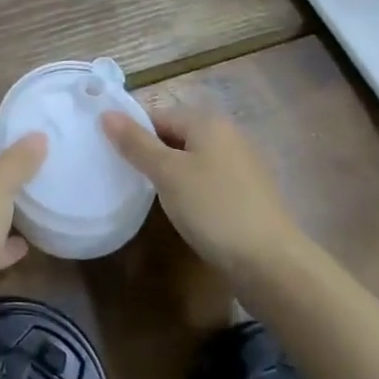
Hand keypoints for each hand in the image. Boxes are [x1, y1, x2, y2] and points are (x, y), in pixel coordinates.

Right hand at [102, 104, 298, 278]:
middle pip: (176, 136)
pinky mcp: (249, 195)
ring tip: (149, 197)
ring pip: (193, 160)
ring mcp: (242, 166)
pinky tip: (182, 212)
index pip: (158, 115)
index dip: (133, 133)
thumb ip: (136, 143)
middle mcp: (228, 136)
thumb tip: (106, 113)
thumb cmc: (214, 209)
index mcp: (208, 122)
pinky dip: (191, 191)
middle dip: (152, 154)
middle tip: (126, 177)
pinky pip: (209, 182)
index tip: (113, 156)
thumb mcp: (167, 173)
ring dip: (171, 174)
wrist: (272, 265)